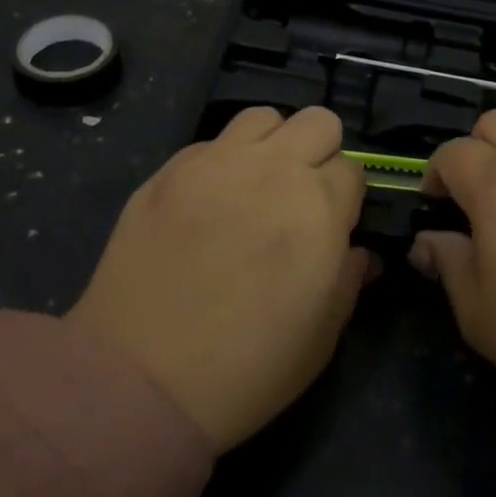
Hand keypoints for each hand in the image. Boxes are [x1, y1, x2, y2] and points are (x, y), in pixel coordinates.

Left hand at [68, 106, 370, 450]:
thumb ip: (348, 280)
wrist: (139, 379)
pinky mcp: (171, 168)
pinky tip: (207, 203)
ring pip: (264, 117)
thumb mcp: (321, 338)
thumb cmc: (246, 369)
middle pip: (318, 121)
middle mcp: (273, 169)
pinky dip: (221, 163)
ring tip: (254, 185)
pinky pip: (211, 143)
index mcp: (318, 207)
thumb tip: (356, 252)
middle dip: (319, 152)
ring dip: (271, 145)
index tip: (331, 225)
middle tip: (299, 195)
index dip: (345, 197)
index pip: (353, 169)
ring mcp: (218, 162)